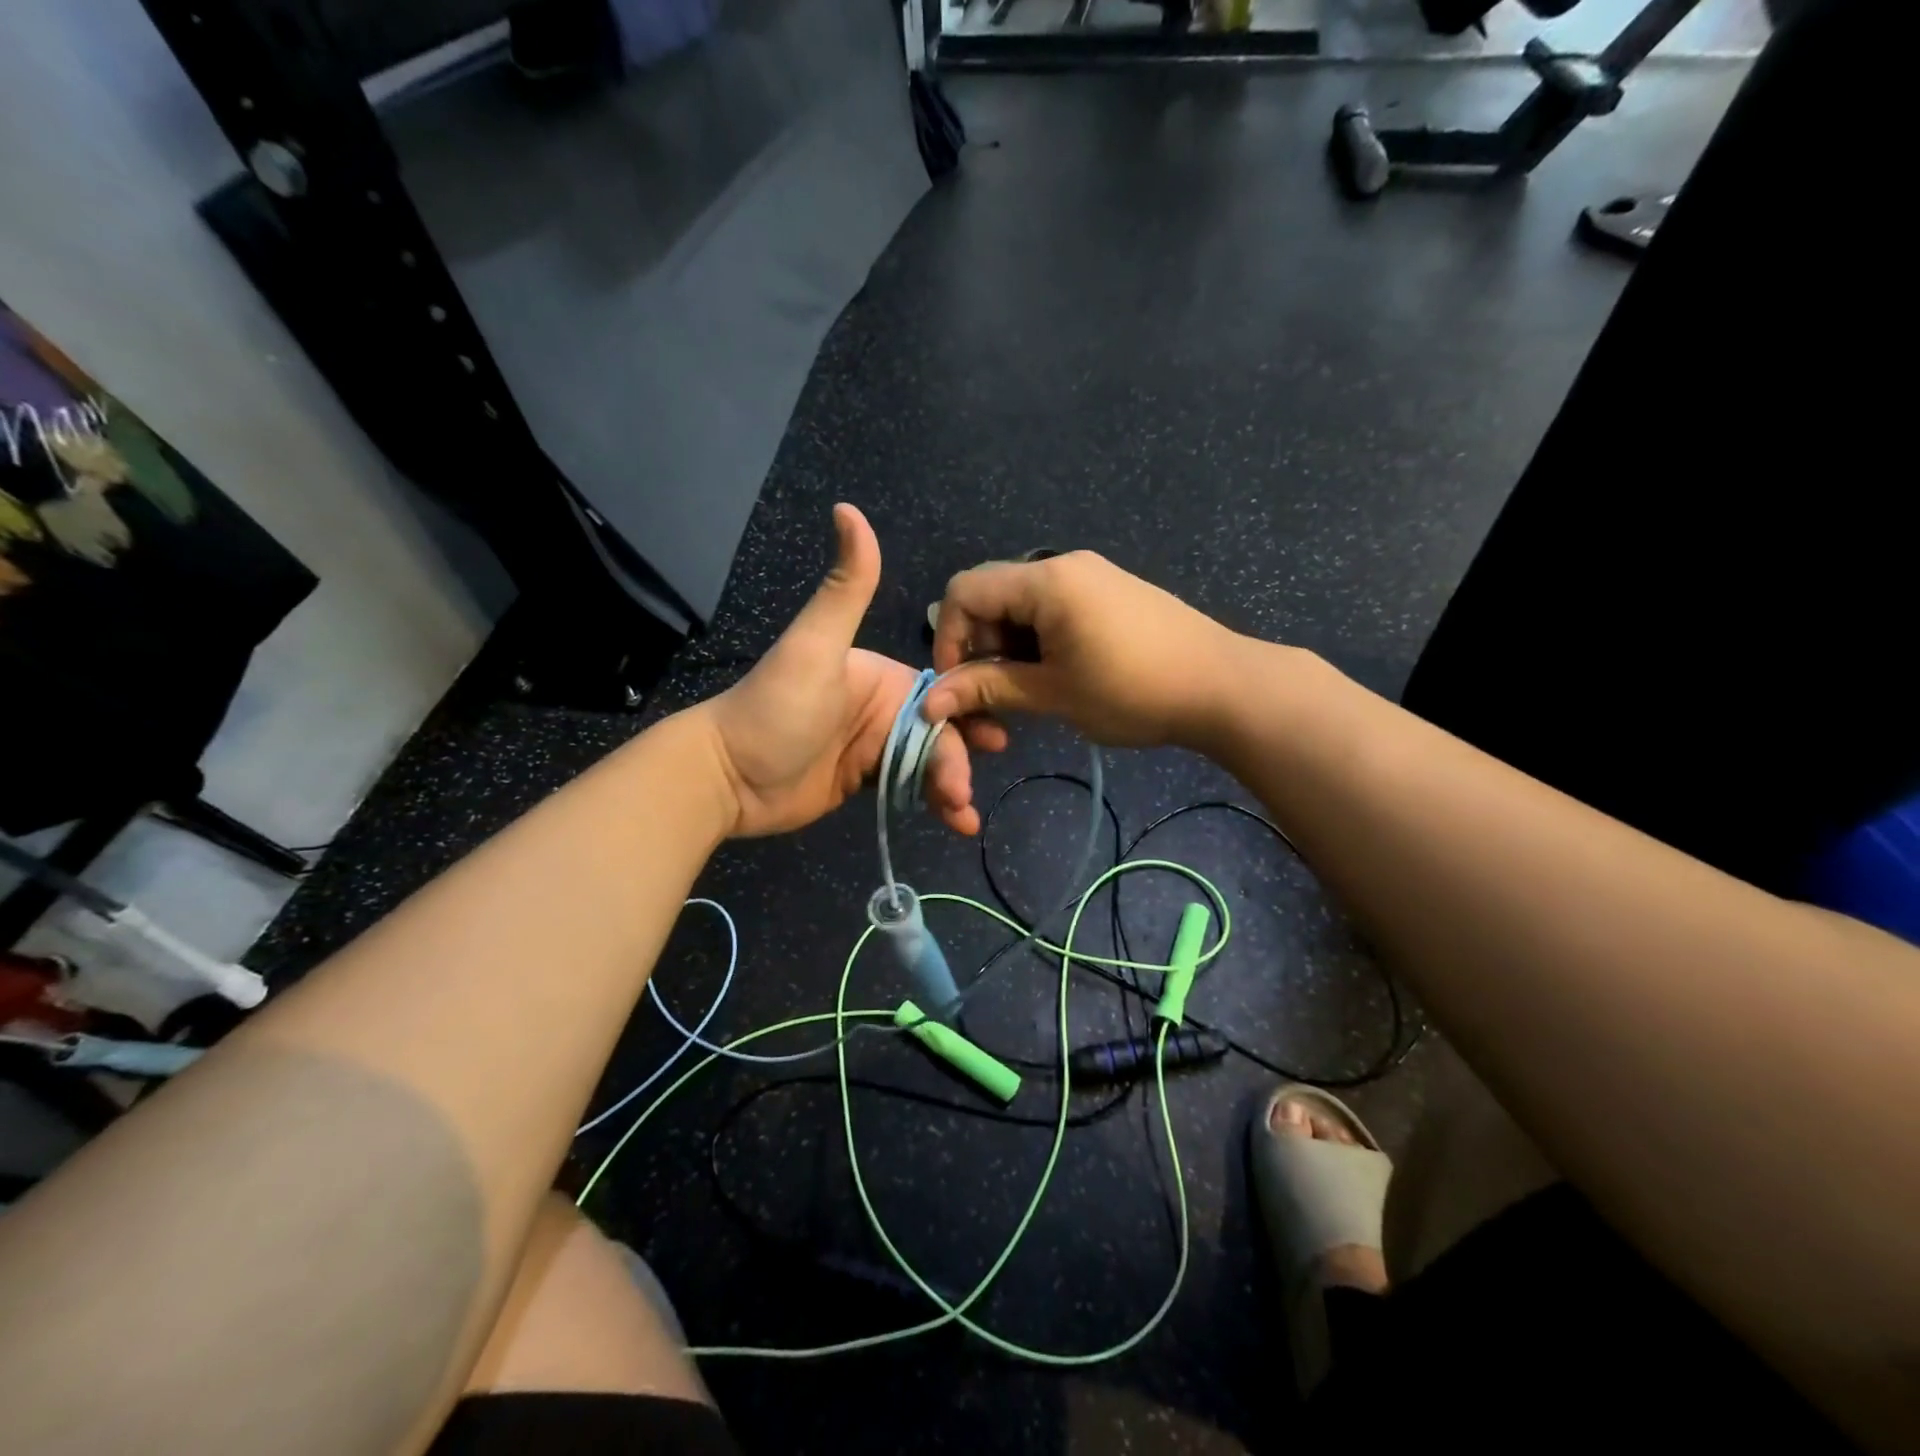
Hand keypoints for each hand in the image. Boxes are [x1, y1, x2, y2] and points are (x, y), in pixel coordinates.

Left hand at [695, 505, 979, 837]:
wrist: (726, 776)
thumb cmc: (776, 709)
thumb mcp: (814, 646)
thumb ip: (845, 587)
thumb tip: (848, 507)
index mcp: (880, 675)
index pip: (939, 693)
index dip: (967, 714)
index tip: (992, 740)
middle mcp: (883, 708)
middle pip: (939, 732)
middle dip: (958, 761)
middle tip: (965, 794)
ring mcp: (874, 747)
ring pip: (929, 763)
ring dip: (951, 787)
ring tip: (963, 818)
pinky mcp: (864, 782)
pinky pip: (910, 788)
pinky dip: (934, 804)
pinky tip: (955, 823)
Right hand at [923, 550, 1244, 749]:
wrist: (1223, 687)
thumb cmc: (1133, 690)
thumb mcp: (1053, 694)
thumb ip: (989, 689)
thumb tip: (931, 702)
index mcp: (1045, 580)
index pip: (965, 592)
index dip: (950, 639)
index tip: (959, 687)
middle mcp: (1063, 565)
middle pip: (992, 597)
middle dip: (982, 648)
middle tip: (998, 699)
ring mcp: (1091, 576)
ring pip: (1022, 607)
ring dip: (1011, 650)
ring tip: (1030, 694)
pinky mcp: (1110, 593)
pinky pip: (1053, 609)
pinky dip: (1039, 643)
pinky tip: (1059, 677)